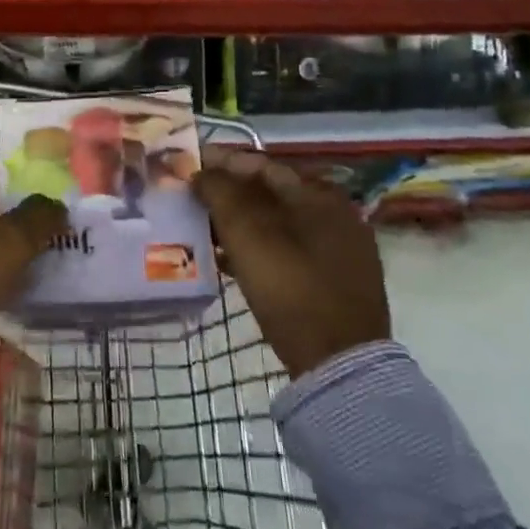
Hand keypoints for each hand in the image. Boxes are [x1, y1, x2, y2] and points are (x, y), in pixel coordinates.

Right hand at [193, 147, 390, 377]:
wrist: (341, 366)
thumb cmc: (292, 289)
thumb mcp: (249, 236)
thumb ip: (222, 194)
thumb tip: (201, 172)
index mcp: (319, 195)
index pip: (261, 165)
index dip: (221, 162)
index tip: (189, 164)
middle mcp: (335, 214)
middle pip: (270, 193)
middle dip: (228, 193)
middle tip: (191, 197)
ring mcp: (339, 250)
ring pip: (277, 223)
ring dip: (239, 222)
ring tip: (201, 227)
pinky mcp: (333, 281)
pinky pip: (286, 250)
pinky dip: (256, 247)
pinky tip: (227, 260)